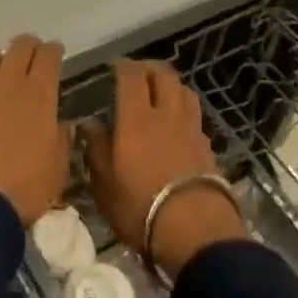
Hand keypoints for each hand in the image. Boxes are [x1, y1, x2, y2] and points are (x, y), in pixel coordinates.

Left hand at [0, 35, 70, 227]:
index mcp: (39, 95)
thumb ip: (60, 140)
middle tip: (34, 53)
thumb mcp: (57, 168)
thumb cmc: (25, 187)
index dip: (53, 51)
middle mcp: (9, 85)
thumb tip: (61, 125)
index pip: (48, 57)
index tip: (56, 51)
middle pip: (19, 47)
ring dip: (0, 58)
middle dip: (29, 45)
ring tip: (5, 70)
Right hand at [87, 59, 245, 275]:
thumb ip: (96, 148)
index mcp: (136, 118)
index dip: (122, 66)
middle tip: (136, 74)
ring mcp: (191, 129)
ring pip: (184, 91)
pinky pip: (194, 115)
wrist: (195, 231)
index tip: (113, 66)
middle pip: (164, 76)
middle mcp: (166, 115)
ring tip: (159, 93)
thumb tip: (90, 125)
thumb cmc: (139, 206)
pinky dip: (183, 109)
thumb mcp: (104, 182)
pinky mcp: (207, 147)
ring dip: (170, 85)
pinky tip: (176, 123)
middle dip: (149, 69)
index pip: (131, 76)